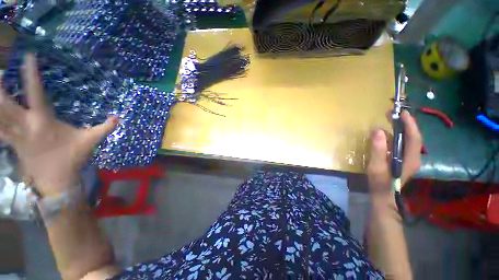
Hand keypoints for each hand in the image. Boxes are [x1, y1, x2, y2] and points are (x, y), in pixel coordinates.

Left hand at [0, 54, 117, 195]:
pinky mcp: (11, 144)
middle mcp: (25, 125)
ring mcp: (15, 135)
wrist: (56, 181)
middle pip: (5, 103)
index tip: (28, 55)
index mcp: (43, 121)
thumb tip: (119, 117)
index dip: (31, 73)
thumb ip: (104, 128)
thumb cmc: (72, 158)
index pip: (35, 92)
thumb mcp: (90, 141)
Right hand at [367, 110, 421, 203]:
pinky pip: (402, 144)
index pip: (414, 137)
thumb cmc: (380, 182)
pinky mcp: (403, 159)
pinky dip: (397, 135)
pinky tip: (387, 133)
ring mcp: (409, 158)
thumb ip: (378, 149)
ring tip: (389, 120)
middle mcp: (414, 157)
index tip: (401, 112)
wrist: (383, 195)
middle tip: (393, 113)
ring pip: (409, 139)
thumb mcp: (377, 166)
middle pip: (413, 136)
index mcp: (410, 158)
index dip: (409, 124)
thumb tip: (378, 130)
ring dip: (400, 128)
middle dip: (405, 123)